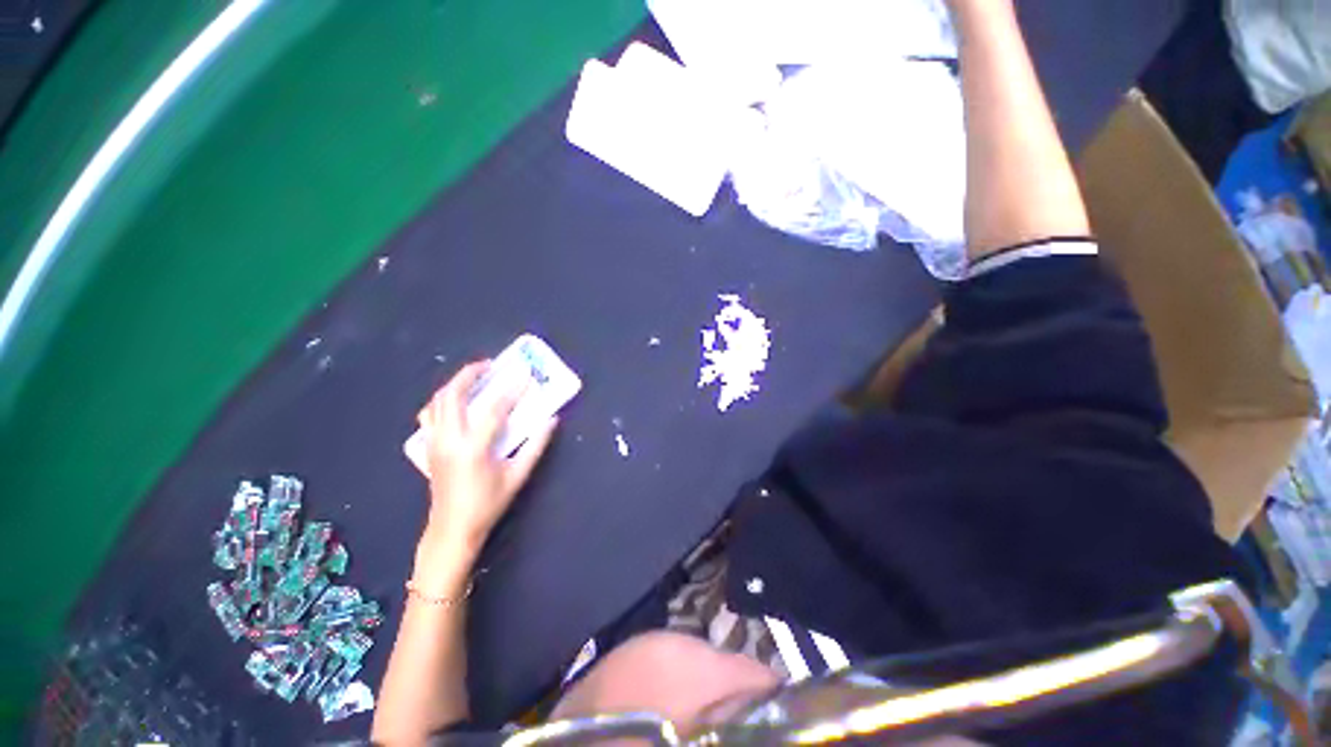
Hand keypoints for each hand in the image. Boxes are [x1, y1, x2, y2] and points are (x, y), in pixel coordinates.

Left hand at [416, 361, 557, 557]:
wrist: (452, 529)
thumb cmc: (488, 504)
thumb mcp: (518, 476)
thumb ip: (536, 445)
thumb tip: (551, 419)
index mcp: (473, 448)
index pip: (494, 409)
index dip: (512, 390)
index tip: (525, 375)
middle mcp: (449, 440)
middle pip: (452, 395)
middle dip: (470, 374)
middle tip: (490, 365)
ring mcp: (434, 443)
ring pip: (436, 402)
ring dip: (454, 384)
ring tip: (474, 376)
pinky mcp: (429, 447)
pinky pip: (429, 414)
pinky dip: (442, 400)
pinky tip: (456, 401)